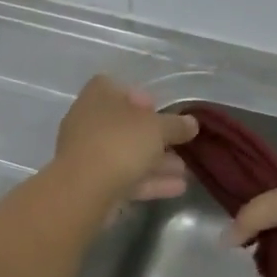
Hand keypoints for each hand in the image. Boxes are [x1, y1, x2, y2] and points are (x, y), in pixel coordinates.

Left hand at [53, 76, 197, 201]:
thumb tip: (192, 123)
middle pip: (124, 124)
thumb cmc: (120, 143)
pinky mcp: (91, 183)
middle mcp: (88, 121)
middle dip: (154, 136)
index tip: (158, 109)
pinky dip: (148, 181)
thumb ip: (176, 125)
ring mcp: (87, 153)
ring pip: (126, 153)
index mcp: (97, 97)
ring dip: (155, 162)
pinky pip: (124, 177)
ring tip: (184, 171)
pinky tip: (176, 188)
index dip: (138, 96)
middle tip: (177, 144)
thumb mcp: (157, 128)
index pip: (115, 87)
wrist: (84, 190)